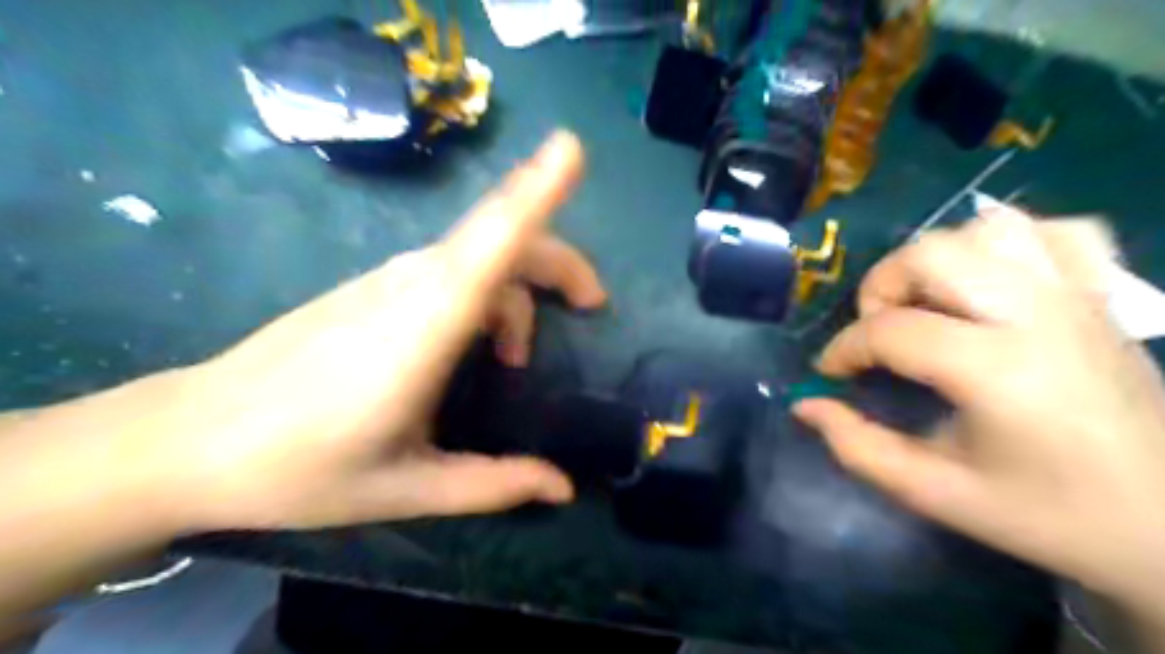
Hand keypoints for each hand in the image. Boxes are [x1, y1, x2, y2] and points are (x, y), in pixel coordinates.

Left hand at [83, 131, 605, 531]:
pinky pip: (452, 267)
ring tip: (518, 359)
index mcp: (423, 328)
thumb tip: (564, 487)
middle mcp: (410, 285)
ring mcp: (388, 280)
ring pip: (479, 252)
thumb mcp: (408, 488)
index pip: (491, 242)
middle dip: (559, 260)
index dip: (534, 191)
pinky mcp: (374, 286)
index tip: (572, 151)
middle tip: (591, 305)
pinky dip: (487, 295)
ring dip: (521, 289)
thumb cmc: (300, 468)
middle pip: (502, 236)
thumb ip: (494, 484)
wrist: (191, 438)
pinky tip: (476, 349)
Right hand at [796, 208, 1164, 612]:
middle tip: (878, 331)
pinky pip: (1053, 231)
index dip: (844, 348)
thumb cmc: (1047, 513)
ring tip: (929, 304)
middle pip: (932, 254)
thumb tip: (805, 405)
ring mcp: (1077, 296)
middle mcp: (1037, 315)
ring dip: (938, 259)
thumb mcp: (934, 493)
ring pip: (987, 229)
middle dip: (882, 287)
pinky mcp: (1102, 295)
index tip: (831, 373)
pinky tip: (990, 281)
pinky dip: (1007, 243)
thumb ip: (857, 447)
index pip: (890, 329)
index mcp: (997, 370)